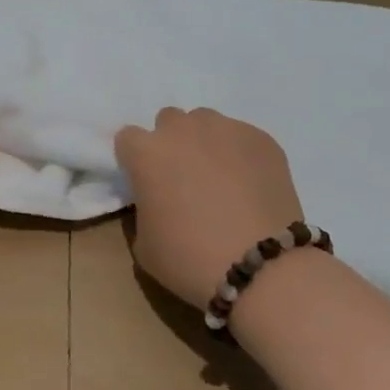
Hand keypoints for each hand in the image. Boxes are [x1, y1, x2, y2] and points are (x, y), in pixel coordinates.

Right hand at [114, 108, 307, 309]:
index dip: (135, 160)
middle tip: (183, 178)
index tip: (145, 182)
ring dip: (205, 143)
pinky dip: (240, 155)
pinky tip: (250, 186)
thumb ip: (144, 209)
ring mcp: (225, 129)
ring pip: (206, 123)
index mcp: (146, 153)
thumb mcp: (144, 244)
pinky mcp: (261, 139)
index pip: (128, 138)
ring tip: (220, 178)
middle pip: (168, 122)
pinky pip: (241, 137)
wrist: (262, 267)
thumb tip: (157, 200)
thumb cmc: (190, 259)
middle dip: (171, 144)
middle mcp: (182, 130)